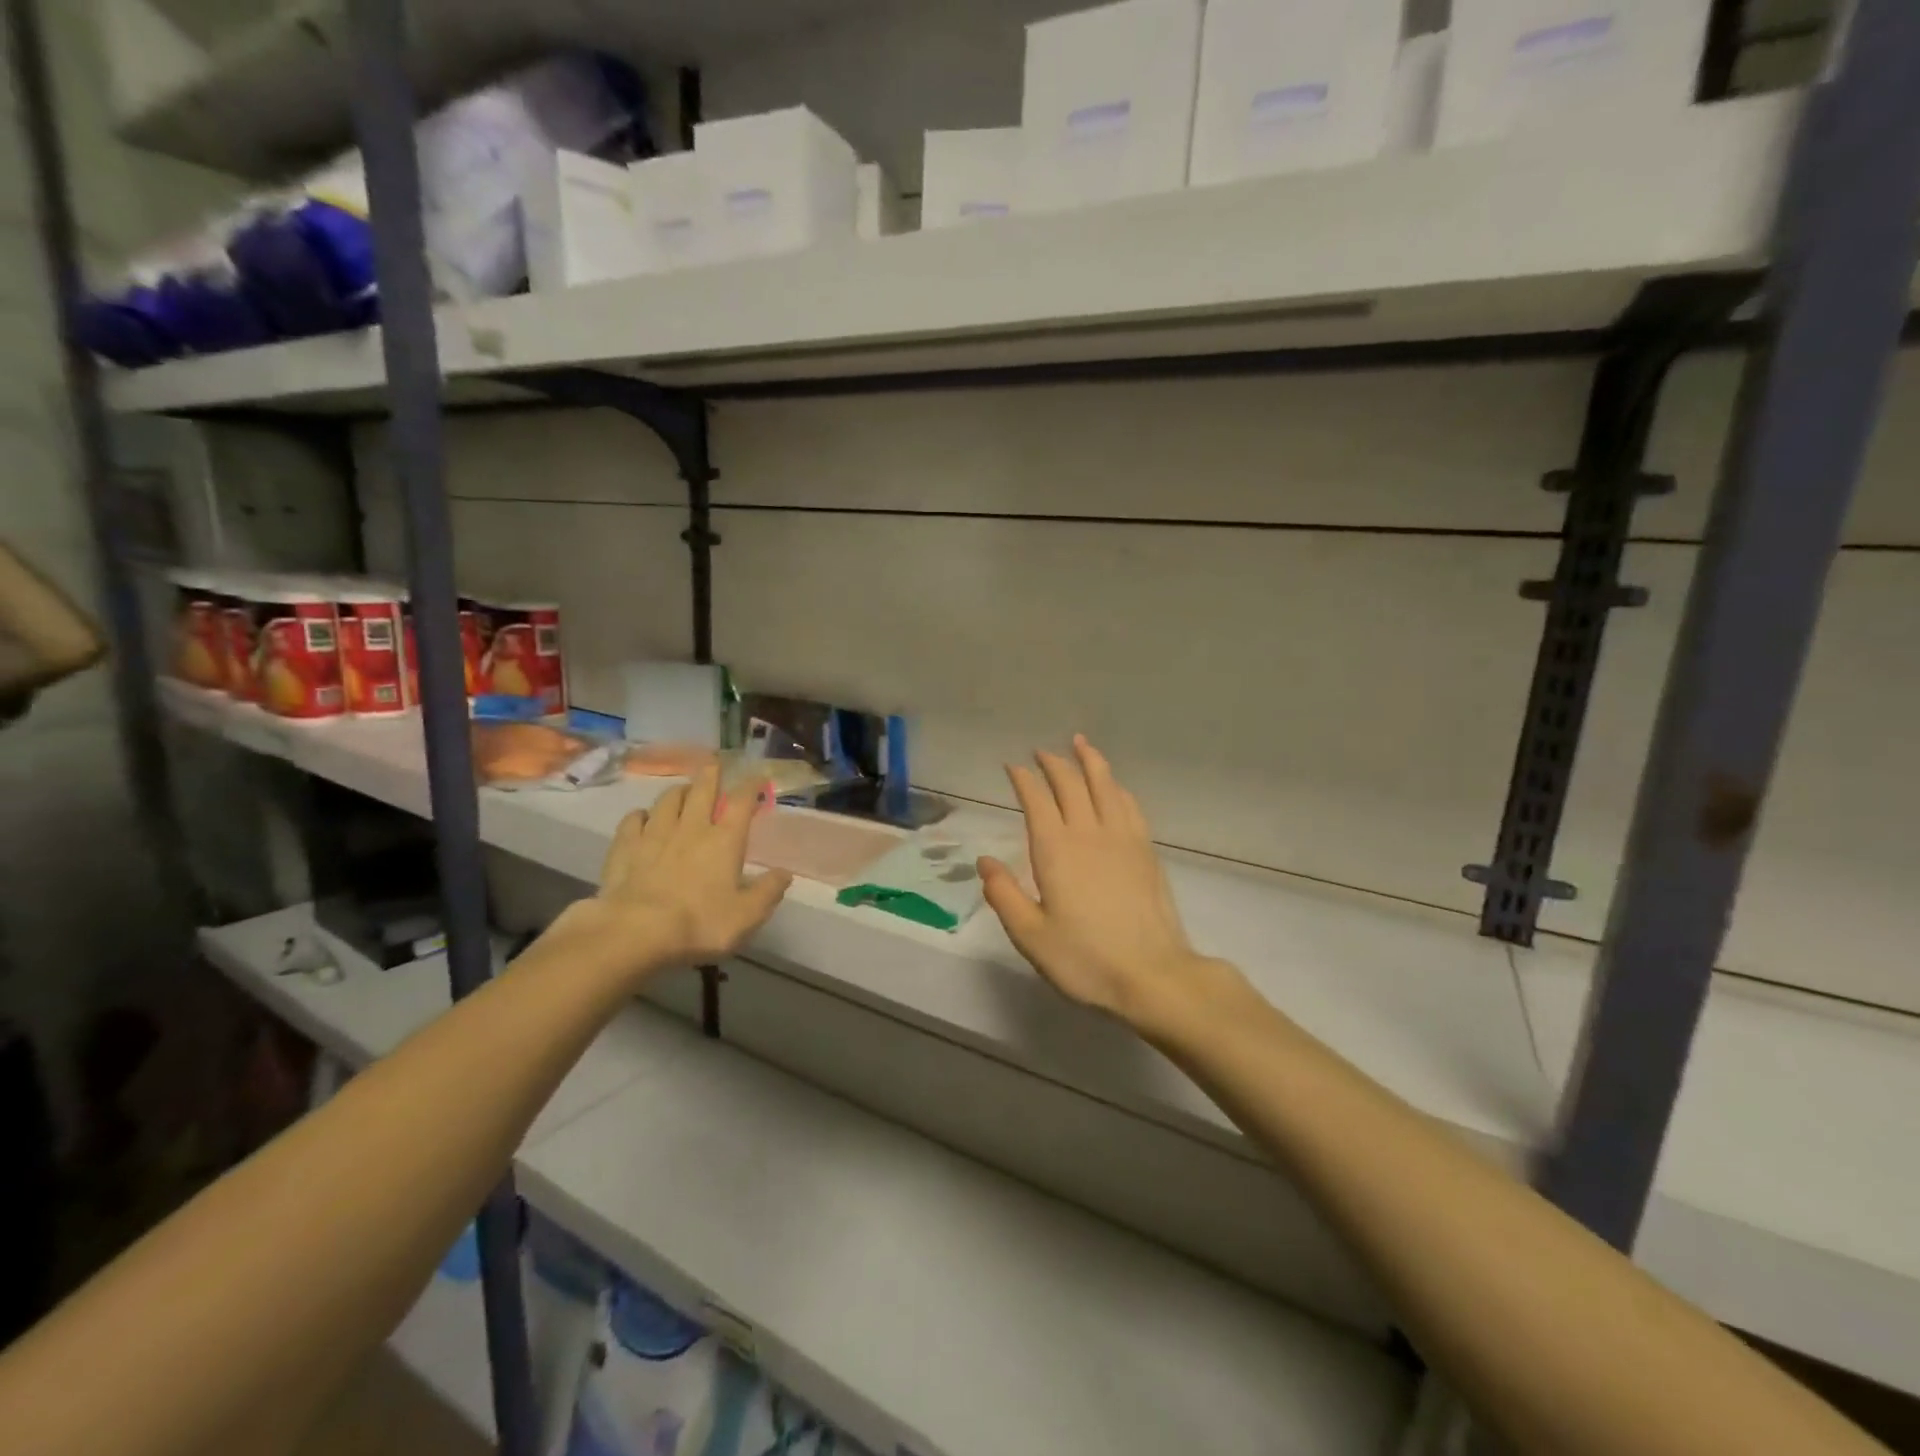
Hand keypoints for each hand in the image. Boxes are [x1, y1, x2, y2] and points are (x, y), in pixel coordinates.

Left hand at [571, 765, 792, 984]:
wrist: (635, 932)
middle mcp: (691, 828)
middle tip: (714, 765)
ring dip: (678, 791)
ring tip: (683, 791)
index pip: (741, 802)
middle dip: (711, 774)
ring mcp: (654, 834)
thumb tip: (785, 873)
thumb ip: (768, 892)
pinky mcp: (624, 847)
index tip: (758, 777)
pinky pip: (633, 820)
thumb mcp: (746, 916)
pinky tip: (642, 818)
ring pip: (667, 799)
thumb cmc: (699, 924)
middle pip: (702, 789)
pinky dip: (641, 815)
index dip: (751, 786)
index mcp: (725, 840)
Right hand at [980, 737, 1242, 1033]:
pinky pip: (1128, 804)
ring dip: (1090, 761)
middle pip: (1071, 783)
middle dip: (1053, 763)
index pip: (1037, 799)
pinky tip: (1113, 786)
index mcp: (1055, 850)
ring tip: (1080, 743)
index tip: (1012, 766)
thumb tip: (985, 862)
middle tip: (1040, 752)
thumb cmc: (1085, 959)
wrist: (1152, 975)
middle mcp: (1089, 833)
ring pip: (1105, 785)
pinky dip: (1116, 787)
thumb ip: (1004, 895)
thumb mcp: (1031, 935)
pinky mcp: (1146, 850)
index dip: (1023, 779)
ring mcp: (1122, 838)